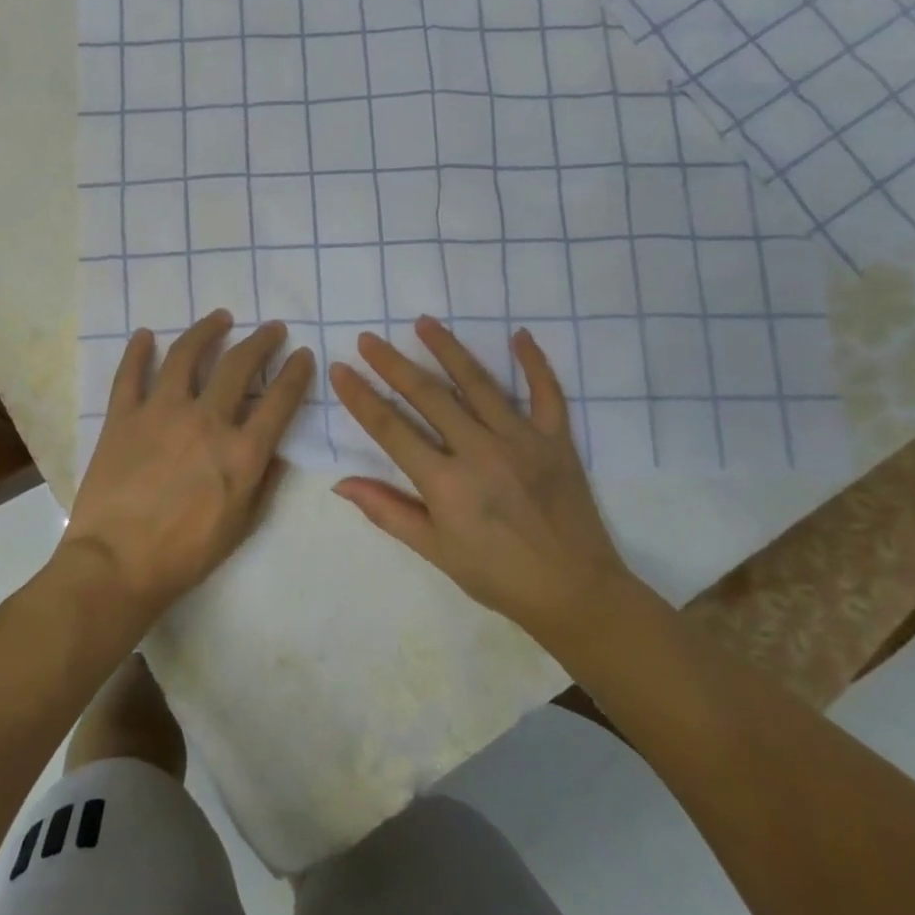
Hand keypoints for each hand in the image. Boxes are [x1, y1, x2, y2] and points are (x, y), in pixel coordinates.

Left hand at [62, 311, 314, 621]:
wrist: (118, 564)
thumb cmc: (186, 553)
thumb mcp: (242, 525)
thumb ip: (264, 482)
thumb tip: (278, 451)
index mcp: (241, 451)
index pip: (279, 400)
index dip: (296, 373)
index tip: (303, 354)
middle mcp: (206, 420)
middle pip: (239, 366)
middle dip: (261, 342)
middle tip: (272, 328)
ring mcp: (161, 412)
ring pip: (186, 355)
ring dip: (206, 331)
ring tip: (220, 317)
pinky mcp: (123, 417)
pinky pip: (130, 374)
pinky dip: (137, 351)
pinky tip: (145, 335)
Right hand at [328, 315, 629, 649]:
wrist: (574, 593)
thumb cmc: (497, 575)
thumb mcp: (435, 550)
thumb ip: (388, 512)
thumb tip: (341, 483)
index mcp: (446, 483)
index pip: (391, 429)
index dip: (361, 397)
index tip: (340, 369)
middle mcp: (480, 452)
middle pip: (428, 396)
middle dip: (393, 364)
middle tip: (369, 339)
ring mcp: (522, 440)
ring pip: (478, 383)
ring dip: (448, 349)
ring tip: (424, 322)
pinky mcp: (556, 440)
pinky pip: (546, 393)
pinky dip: (534, 363)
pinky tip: (519, 336)